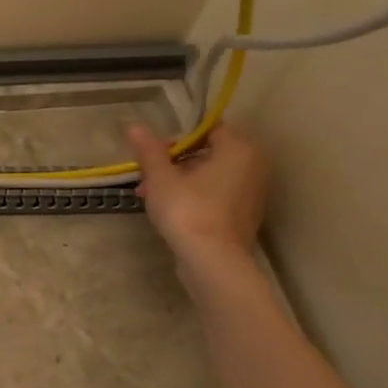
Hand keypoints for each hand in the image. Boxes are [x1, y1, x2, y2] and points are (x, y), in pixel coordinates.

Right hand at [127, 123, 267, 271]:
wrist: (212, 262)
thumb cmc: (187, 210)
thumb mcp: (161, 177)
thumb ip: (149, 150)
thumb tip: (134, 126)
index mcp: (238, 150)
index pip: (207, 129)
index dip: (176, 138)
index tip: (154, 154)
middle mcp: (253, 167)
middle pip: (207, 153)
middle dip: (173, 163)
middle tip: (146, 177)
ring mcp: (252, 194)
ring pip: (210, 176)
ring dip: (179, 181)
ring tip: (149, 196)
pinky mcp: (244, 216)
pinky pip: (216, 195)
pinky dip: (194, 197)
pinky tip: (168, 211)